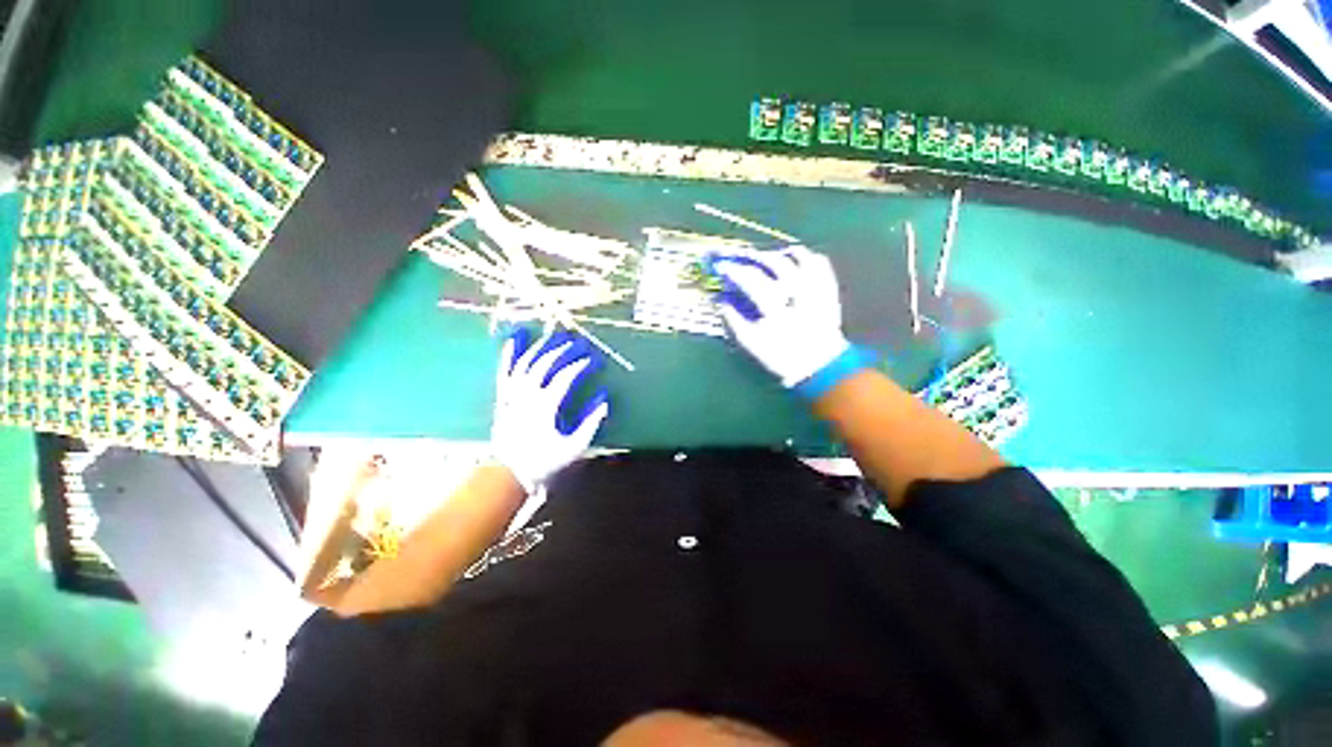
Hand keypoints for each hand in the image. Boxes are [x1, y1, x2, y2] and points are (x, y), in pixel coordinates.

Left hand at [491, 327, 610, 491]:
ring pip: (526, 362)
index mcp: (546, 406)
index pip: (566, 377)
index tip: (593, 360)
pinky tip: (515, 338)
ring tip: (554, 336)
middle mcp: (527, 395)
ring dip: (541, 347)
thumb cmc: (544, 462)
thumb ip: (591, 421)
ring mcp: (512, 394)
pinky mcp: (503, 396)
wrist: (508, 474)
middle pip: (545, 364)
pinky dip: (510, 353)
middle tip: (577, 342)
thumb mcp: (574, 446)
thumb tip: (603, 398)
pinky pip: (505, 370)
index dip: (580, 365)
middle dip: (563, 350)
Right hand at [707, 246, 869, 396]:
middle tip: (744, 257)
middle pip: (775, 264)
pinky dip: (806, 257)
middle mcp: (798, 295)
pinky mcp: (829, 290)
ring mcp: (816, 290)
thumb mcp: (751, 344)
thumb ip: (734, 322)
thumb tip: (721, 302)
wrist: (818, 365)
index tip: (723, 266)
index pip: (752, 281)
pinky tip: (795, 259)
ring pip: (800, 258)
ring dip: (781, 253)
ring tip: (769, 256)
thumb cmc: (780, 357)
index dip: (735, 271)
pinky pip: (819, 264)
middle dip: (756, 256)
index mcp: (777, 310)